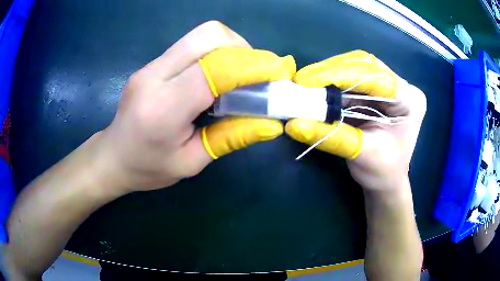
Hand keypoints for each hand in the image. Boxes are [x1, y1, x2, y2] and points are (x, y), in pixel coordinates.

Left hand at [96, 21, 295, 193]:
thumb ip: (231, 138)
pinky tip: (216, 77)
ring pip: (201, 35)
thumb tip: (271, 124)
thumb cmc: (148, 168)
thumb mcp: (191, 163)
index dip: (253, 65)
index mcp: (163, 108)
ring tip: (239, 76)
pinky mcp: (153, 63)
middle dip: (243, 49)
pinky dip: (215, 53)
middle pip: (208, 35)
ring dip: (230, 48)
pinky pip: (192, 45)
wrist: (112, 157)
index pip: (214, 69)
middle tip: (255, 74)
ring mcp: (151, 65)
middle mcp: (154, 76)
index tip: (279, 72)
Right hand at [285, 50, 425, 190]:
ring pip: (356, 67)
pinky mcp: (375, 91)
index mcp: (410, 100)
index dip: (342, 74)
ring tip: (305, 83)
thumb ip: (332, 137)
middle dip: (333, 70)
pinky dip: (331, 82)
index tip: (309, 79)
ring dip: (329, 74)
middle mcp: (401, 86)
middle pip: (365, 65)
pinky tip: (315, 87)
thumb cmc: (382, 172)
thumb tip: (293, 124)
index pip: (376, 76)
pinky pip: (351, 79)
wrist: (386, 181)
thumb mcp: (362, 156)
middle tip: (303, 80)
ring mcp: (388, 86)